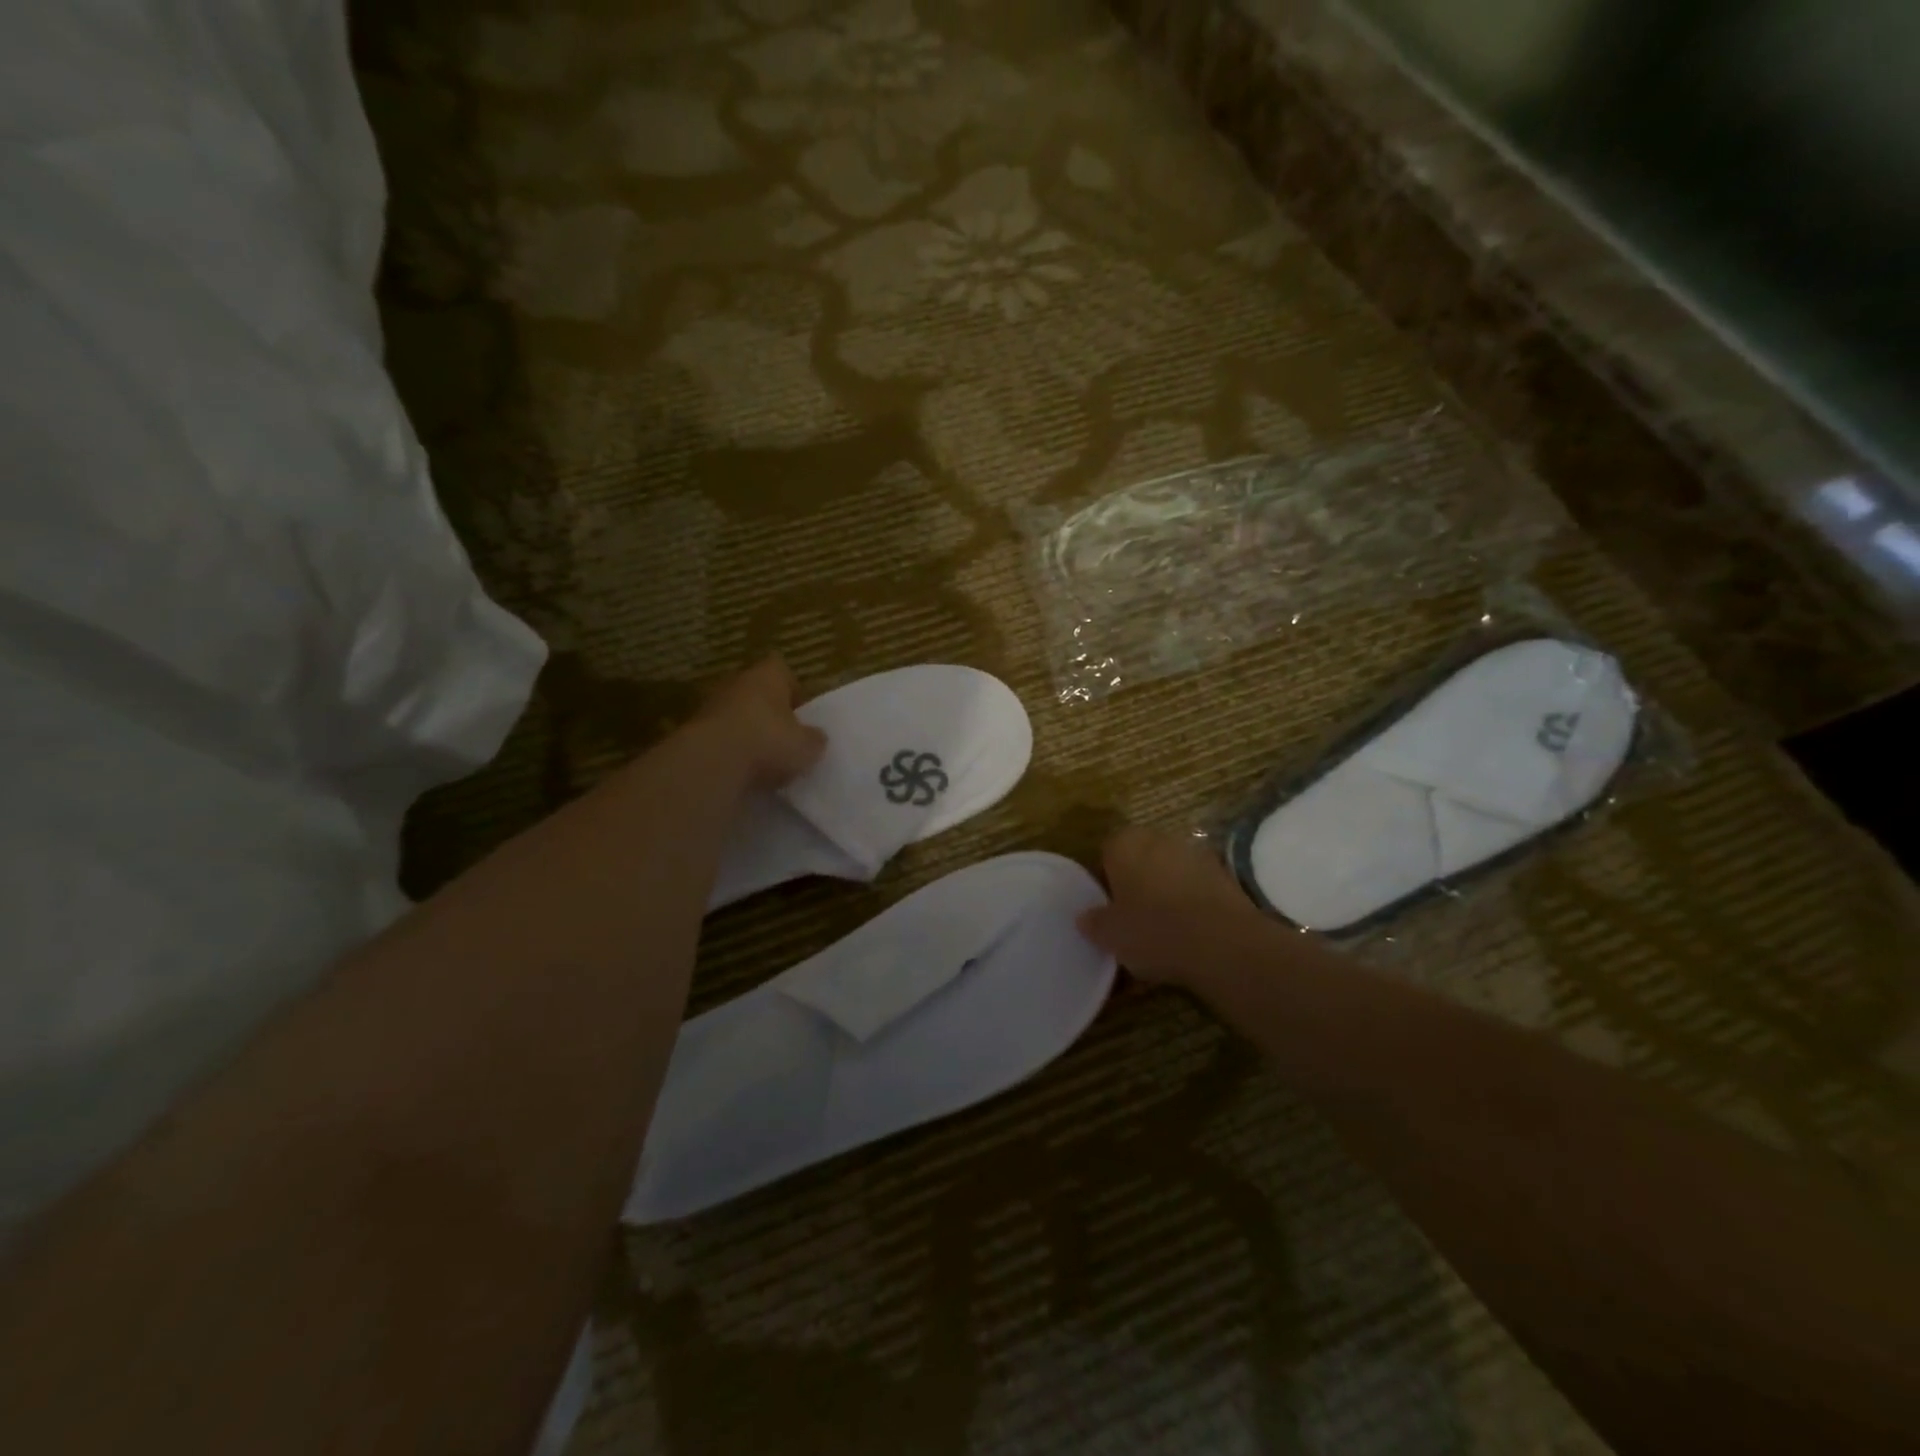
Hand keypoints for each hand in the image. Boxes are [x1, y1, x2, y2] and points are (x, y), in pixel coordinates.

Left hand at [698, 657, 827, 789]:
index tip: (801, 714)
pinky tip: (742, 771)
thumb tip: (816, 738)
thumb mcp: (807, 747)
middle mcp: (737, 682)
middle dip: (770, 713)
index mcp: (768, 676)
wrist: (711, 762)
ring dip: (748, 733)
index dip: (793, 691)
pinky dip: (730, 751)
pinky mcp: (693, 732)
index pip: (782, 670)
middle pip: (757, 692)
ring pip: (737, 715)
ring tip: (764, 760)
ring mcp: (711, 705)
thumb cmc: (768, 742)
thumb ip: (815, 740)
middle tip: (785, 739)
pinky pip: (720, 737)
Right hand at [1077, 826, 1261, 984]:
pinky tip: (1191, 932)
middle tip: (1133, 919)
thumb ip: (1094, 922)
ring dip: (1166, 891)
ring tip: (1165, 930)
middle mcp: (1159, 838)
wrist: (1224, 943)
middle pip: (1140, 858)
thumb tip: (1086, 917)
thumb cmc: (1154, 930)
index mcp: (1124, 843)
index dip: (1105, 881)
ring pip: (1170, 871)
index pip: (1106, 853)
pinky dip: (1192, 903)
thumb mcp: (1110, 935)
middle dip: (1136, 882)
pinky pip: (1196, 886)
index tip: (1108, 909)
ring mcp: (1195, 853)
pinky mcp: (1224, 873)